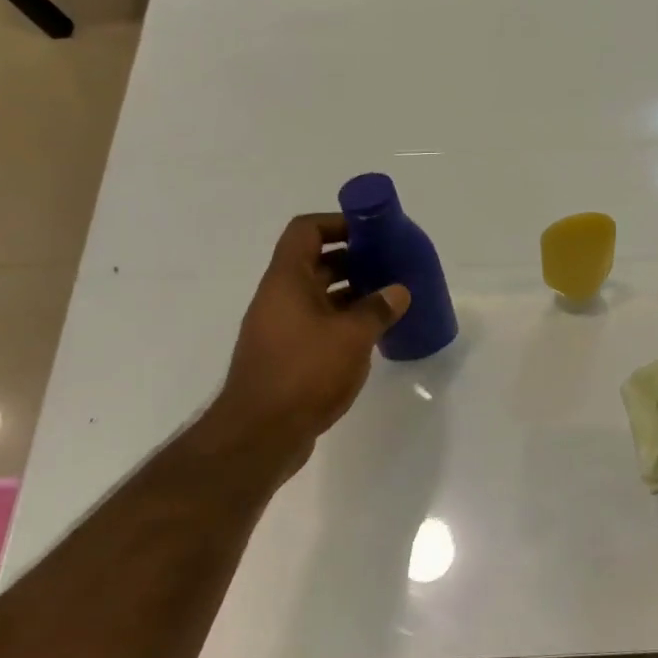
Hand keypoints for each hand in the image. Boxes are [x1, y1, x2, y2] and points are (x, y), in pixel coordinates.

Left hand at [192, 213, 408, 475]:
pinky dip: (342, 319)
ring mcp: (279, 328)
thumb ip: (378, 309)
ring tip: (387, 298)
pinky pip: (316, 323)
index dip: (337, 223)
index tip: (370, 232)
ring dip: (349, 291)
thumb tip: (398, 290)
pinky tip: (370, 334)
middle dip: (351, 258)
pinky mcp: (285, 355)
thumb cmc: (305, 372)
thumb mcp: (352, 336)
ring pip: (316, 294)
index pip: (306, 231)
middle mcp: (278, 297)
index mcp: (287, 280)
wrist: (260, 434)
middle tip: (387, 265)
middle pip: (313, 261)